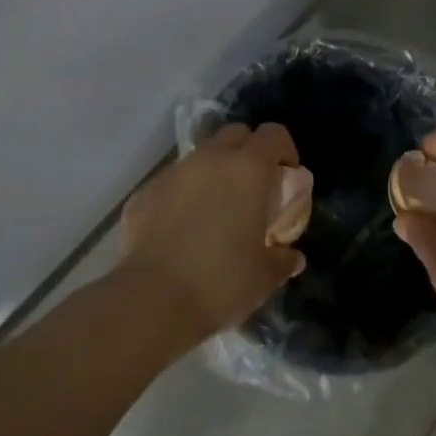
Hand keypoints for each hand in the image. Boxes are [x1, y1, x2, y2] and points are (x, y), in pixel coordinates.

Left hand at [118, 122, 312, 340]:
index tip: (287, 174)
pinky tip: (181, 230)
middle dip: (248, 152)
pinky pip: (171, 183)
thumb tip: (292, 257)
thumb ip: (282, 259)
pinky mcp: (144, 193)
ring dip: (214, 172)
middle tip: (254, 187)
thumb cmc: (221, 282)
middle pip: (235, 134)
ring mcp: (173, 173)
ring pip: (201, 157)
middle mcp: (210, 159)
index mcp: (247, 169)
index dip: (284, 149)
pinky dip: (182, 195)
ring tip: (216, 209)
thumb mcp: (264, 276)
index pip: (273, 134)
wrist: (152, 301)